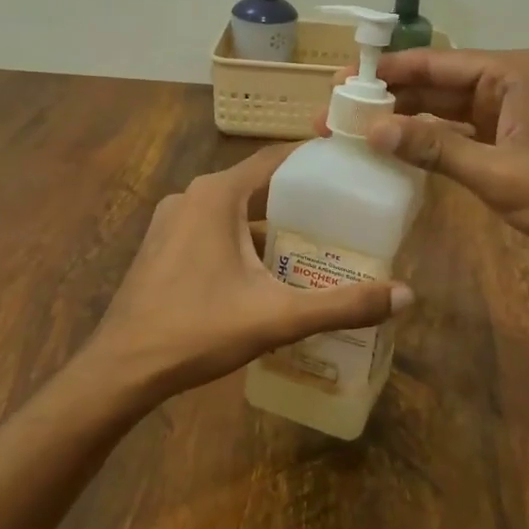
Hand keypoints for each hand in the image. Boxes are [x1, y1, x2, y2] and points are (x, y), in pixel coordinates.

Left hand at [78, 145, 412, 401]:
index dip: (316, 161)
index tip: (353, 170)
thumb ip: (342, 305)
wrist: (121, 368)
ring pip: (234, 210)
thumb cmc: (198, 329)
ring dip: (270, 223)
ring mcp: (172, 220)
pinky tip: (267, 272)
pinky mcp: (162, 245)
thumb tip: (407, 295)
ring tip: (315, 244)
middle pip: (258, 185)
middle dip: (300, 200)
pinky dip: (242, 240)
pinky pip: (213, 228)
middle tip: (345, 216)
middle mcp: (192, 196)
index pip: (276, 159)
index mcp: (217, 194)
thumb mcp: (277, 317)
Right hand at [360, 47, 528, 259]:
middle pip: (438, 84)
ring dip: (408, 121)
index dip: (386, 73)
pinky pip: (463, 134)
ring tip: (357, 131)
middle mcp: (510, 82)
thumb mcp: (499, 174)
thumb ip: (435, 150)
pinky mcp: (515, 141)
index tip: (341, 83)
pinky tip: (399, 151)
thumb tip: (374, 130)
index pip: (435, 63)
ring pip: (448, 111)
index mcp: (511, 73)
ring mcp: (513, 113)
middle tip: (338, 113)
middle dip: (391, 98)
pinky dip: (433, 142)